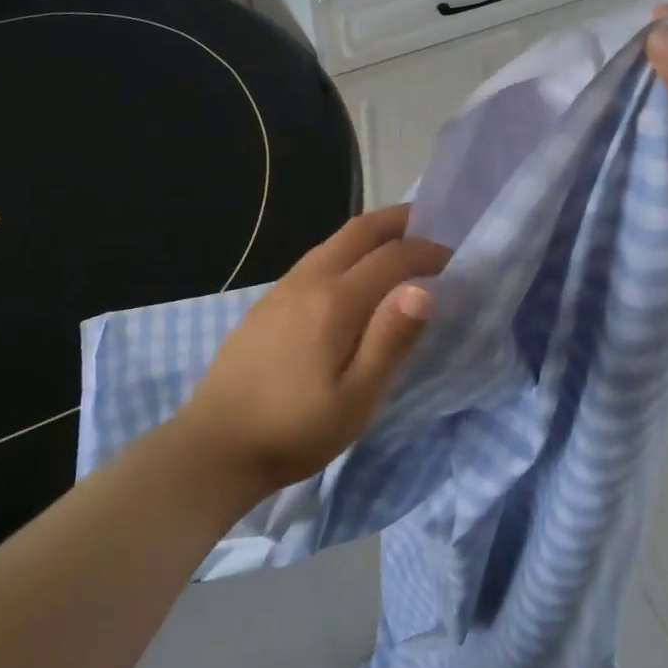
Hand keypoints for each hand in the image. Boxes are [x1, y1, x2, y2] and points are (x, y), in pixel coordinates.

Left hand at [176, 205, 450, 500]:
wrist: (215, 445)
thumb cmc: (294, 431)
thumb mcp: (355, 399)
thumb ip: (390, 341)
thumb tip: (423, 289)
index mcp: (334, 302)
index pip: (391, 258)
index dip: (426, 252)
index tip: (453, 259)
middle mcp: (308, 281)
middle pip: (358, 231)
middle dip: (398, 221)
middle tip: (429, 225)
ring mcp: (282, 289)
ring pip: (333, 242)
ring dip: (370, 234)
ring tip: (397, 246)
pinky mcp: (267, 303)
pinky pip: (315, 259)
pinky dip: (345, 251)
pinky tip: (351, 276)